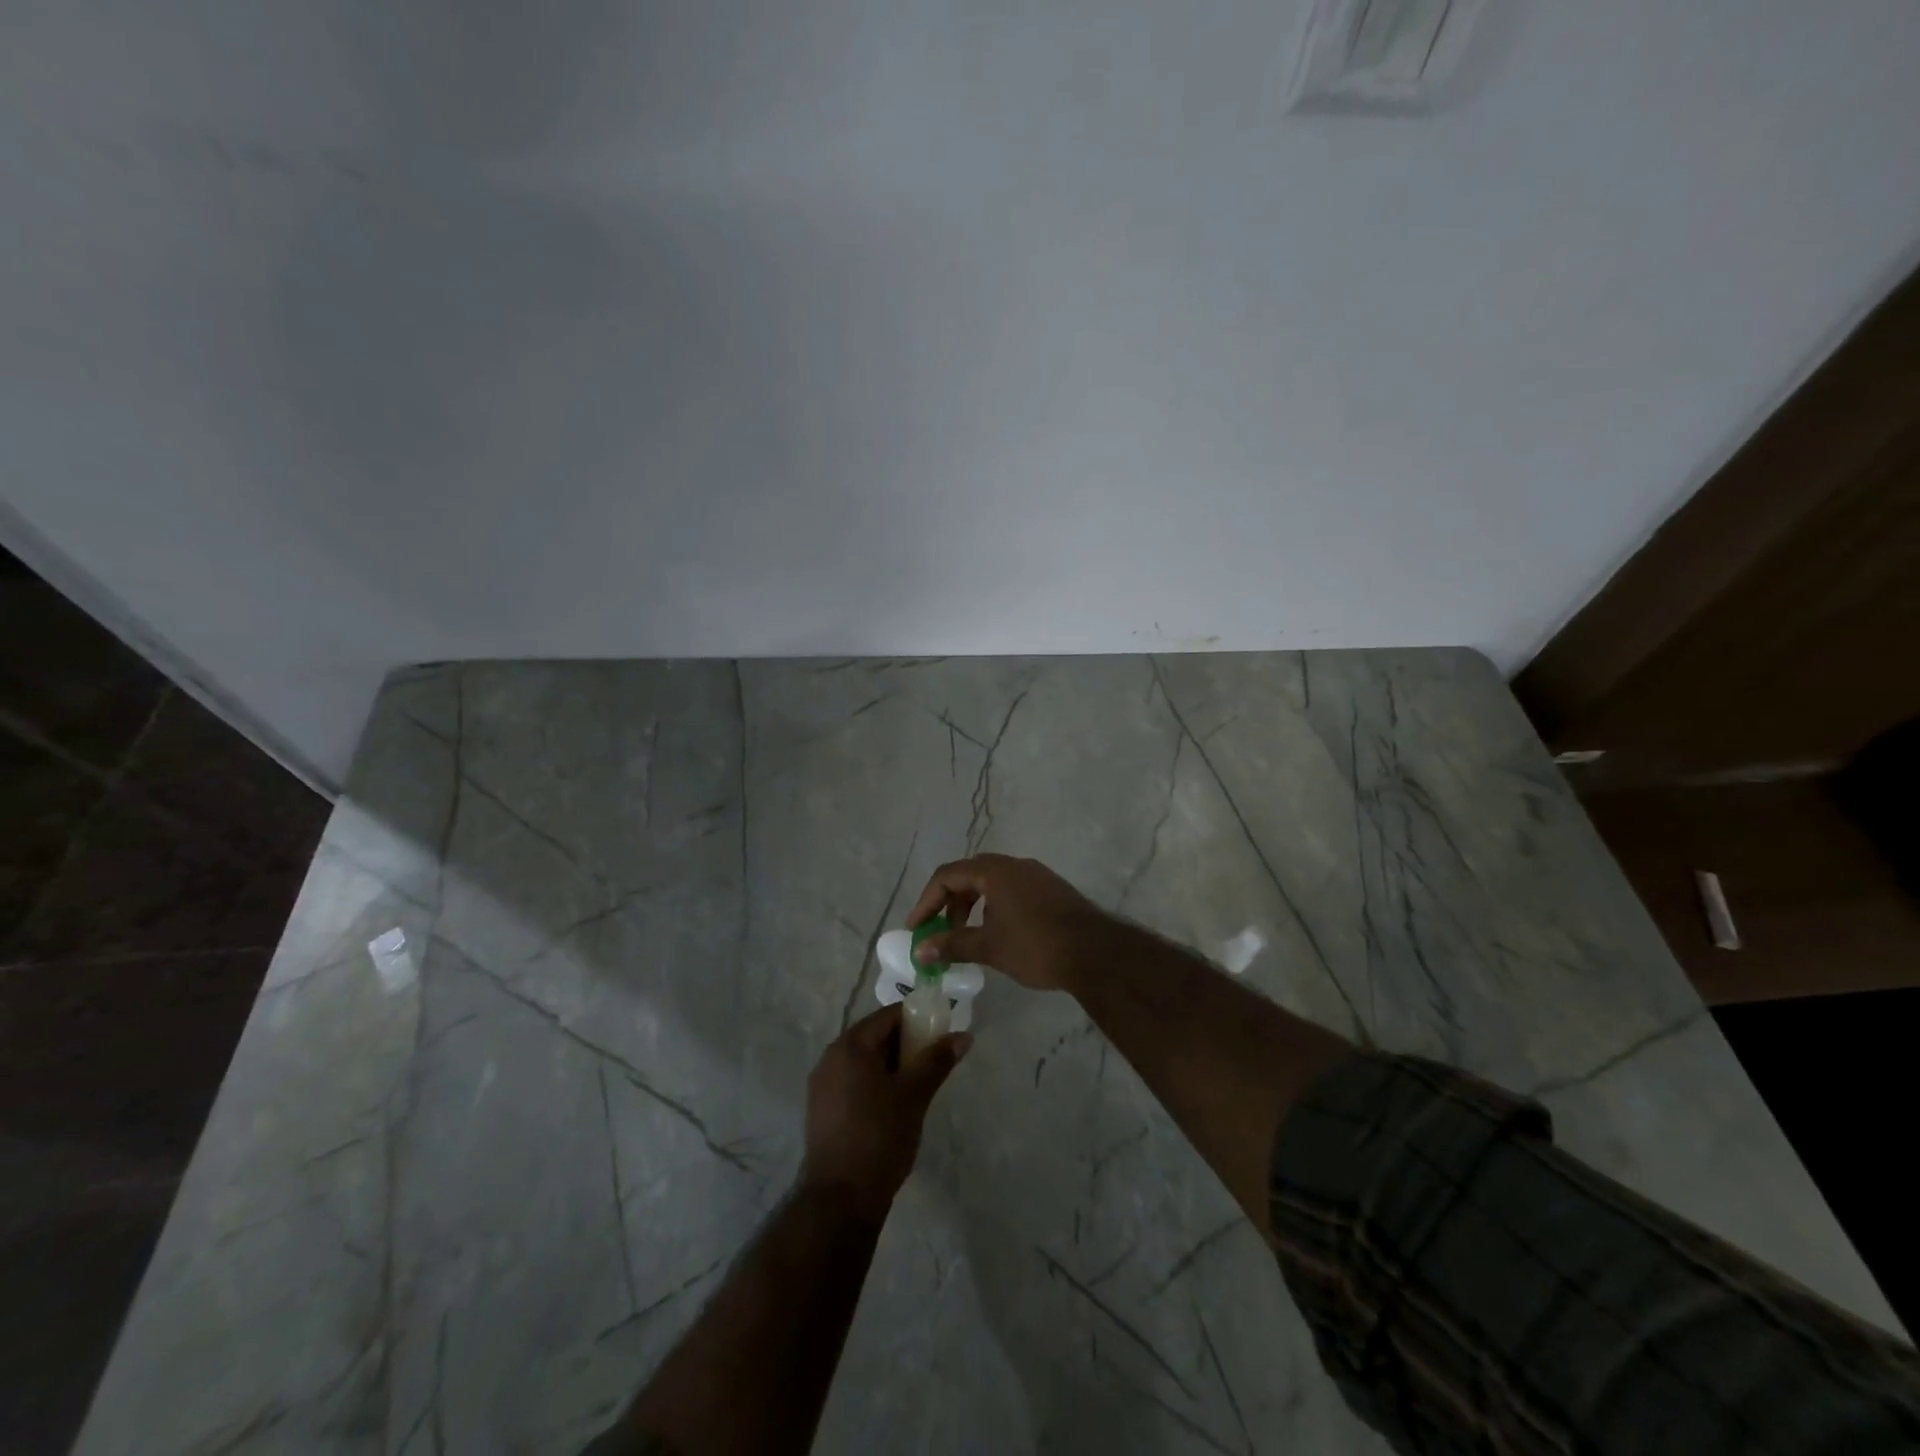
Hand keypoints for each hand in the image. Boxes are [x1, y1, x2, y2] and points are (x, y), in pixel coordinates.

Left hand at [801, 1004, 969, 1222]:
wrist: (840, 1199)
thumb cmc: (880, 1136)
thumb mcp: (914, 1094)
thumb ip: (937, 1060)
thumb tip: (964, 1035)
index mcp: (850, 1045)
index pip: (889, 1016)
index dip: (919, 1020)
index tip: (942, 1034)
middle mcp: (830, 1057)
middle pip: (875, 1037)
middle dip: (907, 1045)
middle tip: (934, 1063)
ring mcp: (822, 1086)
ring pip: (865, 1063)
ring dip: (892, 1067)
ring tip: (918, 1087)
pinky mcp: (822, 1111)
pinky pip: (854, 1083)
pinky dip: (875, 1085)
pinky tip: (894, 1108)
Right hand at [906, 854, 1112, 992]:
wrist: (1096, 953)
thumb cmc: (1035, 946)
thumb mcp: (988, 947)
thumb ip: (951, 945)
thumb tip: (919, 951)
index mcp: (995, 871)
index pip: (947, 875)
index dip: (926, 901)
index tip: (917, 929)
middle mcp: (1015, 865)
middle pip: (969, 875)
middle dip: (950, 903)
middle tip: (941, 933)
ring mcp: (1037, 875)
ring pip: (993, 883)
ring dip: (973, 906)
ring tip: (969, 937)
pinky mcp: (1052, 890)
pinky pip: (1013, 891)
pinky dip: (995, 907)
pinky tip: (1000, 935)